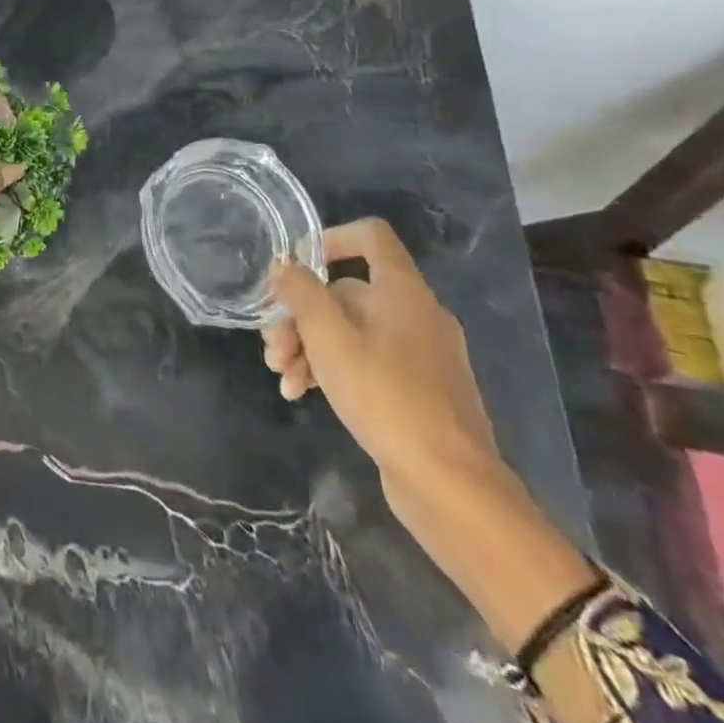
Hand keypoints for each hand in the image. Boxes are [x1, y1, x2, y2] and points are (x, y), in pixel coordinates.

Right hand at [261, 217, 497, 490]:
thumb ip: (301, 292)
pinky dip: (333, 371)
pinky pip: (366, 363)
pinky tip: (300, 394)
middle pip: (347, 293)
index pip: (370, 236)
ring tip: (281, 378)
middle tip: (272, 347)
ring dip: (309, 348)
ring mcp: (419, 356)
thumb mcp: (328, 336)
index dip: (330, 237)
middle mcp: (415, 314)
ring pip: (351, 332)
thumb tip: (284, 265)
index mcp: (403, 290)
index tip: (296, 265)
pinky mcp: (417, 392)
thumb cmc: (386, 395)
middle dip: (300, 317)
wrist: (451, 486)